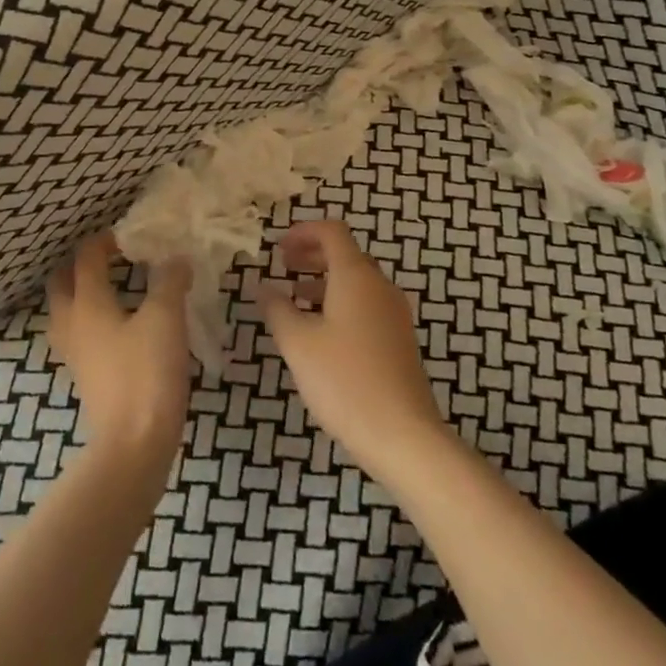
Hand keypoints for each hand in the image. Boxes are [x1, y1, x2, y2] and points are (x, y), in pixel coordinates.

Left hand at [47, 232, 190, 462]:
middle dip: (81, 265)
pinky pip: (78, 335)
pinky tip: (119, 327)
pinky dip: (91, 320)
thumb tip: (175, 258)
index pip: (86, 257)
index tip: (130, 236)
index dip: (105, 240)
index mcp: (87, 302)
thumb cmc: (147, 373)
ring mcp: (74, 353)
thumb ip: (170, 282)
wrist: (133, 445)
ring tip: (113, 288)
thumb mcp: (166, 318)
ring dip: (81, 293)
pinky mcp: (85, 376)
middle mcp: (72, 323)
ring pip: (66, 310)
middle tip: (113, 258)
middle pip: (62, 282)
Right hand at [256, 220, 450, 482]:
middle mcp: (380, 286)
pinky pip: (366, 305)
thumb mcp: (298, 343)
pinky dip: (340, 303)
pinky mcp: (399, 340)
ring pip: (356, 282)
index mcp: (356, 276)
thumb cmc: (345, 380)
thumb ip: (277, 309)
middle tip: (282, 266)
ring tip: (293, 299)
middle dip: (312, 255)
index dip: (303, 231)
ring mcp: (395, 314)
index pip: (332, 232)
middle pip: (346, 254)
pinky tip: (320, 333)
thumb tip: (263, 287)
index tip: (277, 247)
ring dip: (324, 281)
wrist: (403, 435)